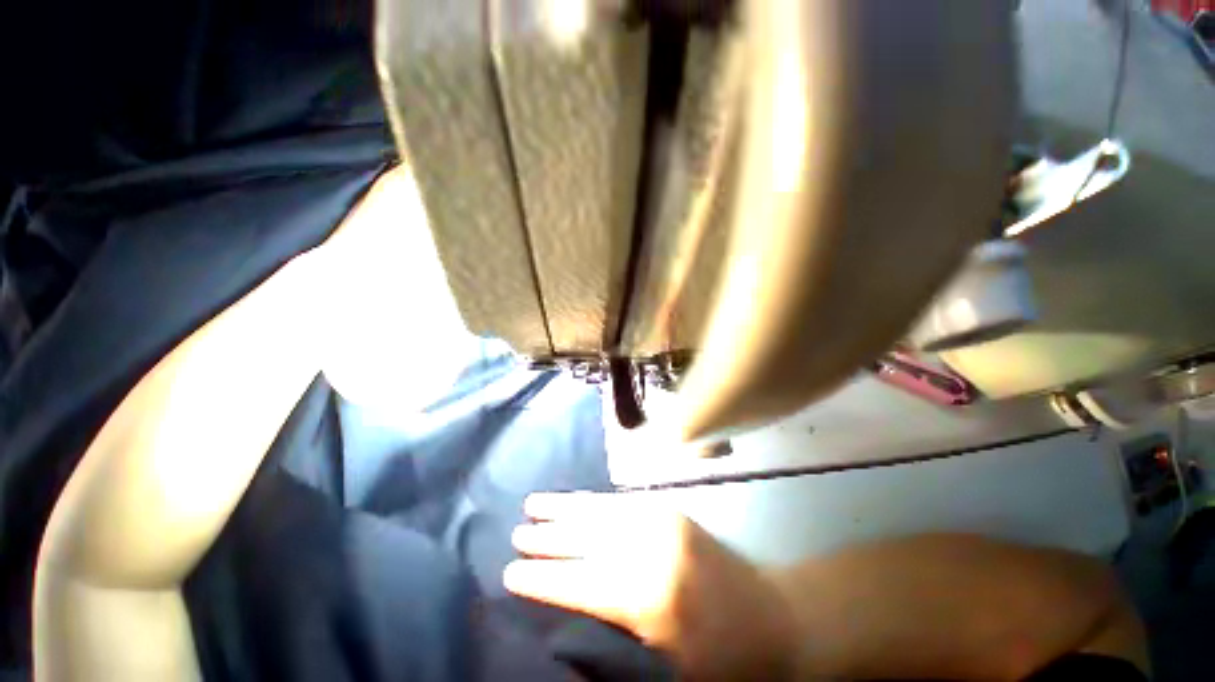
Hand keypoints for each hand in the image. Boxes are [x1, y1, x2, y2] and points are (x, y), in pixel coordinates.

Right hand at [504, 492, 796, 681]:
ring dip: (565, 507)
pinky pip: (621, 501)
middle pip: (585, 539)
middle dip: (547, 538)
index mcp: (645, 597)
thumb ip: (613, 640)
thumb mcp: (663, 670)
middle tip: (516, 534)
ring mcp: (661, 521)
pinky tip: (577, 499)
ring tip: (534, 503)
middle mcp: (648, 549)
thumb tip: (566, 615)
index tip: (510, 572)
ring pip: (599, 511)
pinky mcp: (670, 509)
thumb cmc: (720, 658)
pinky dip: (593, 500)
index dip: (541, 578)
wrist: (774, 617)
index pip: (578, 583)